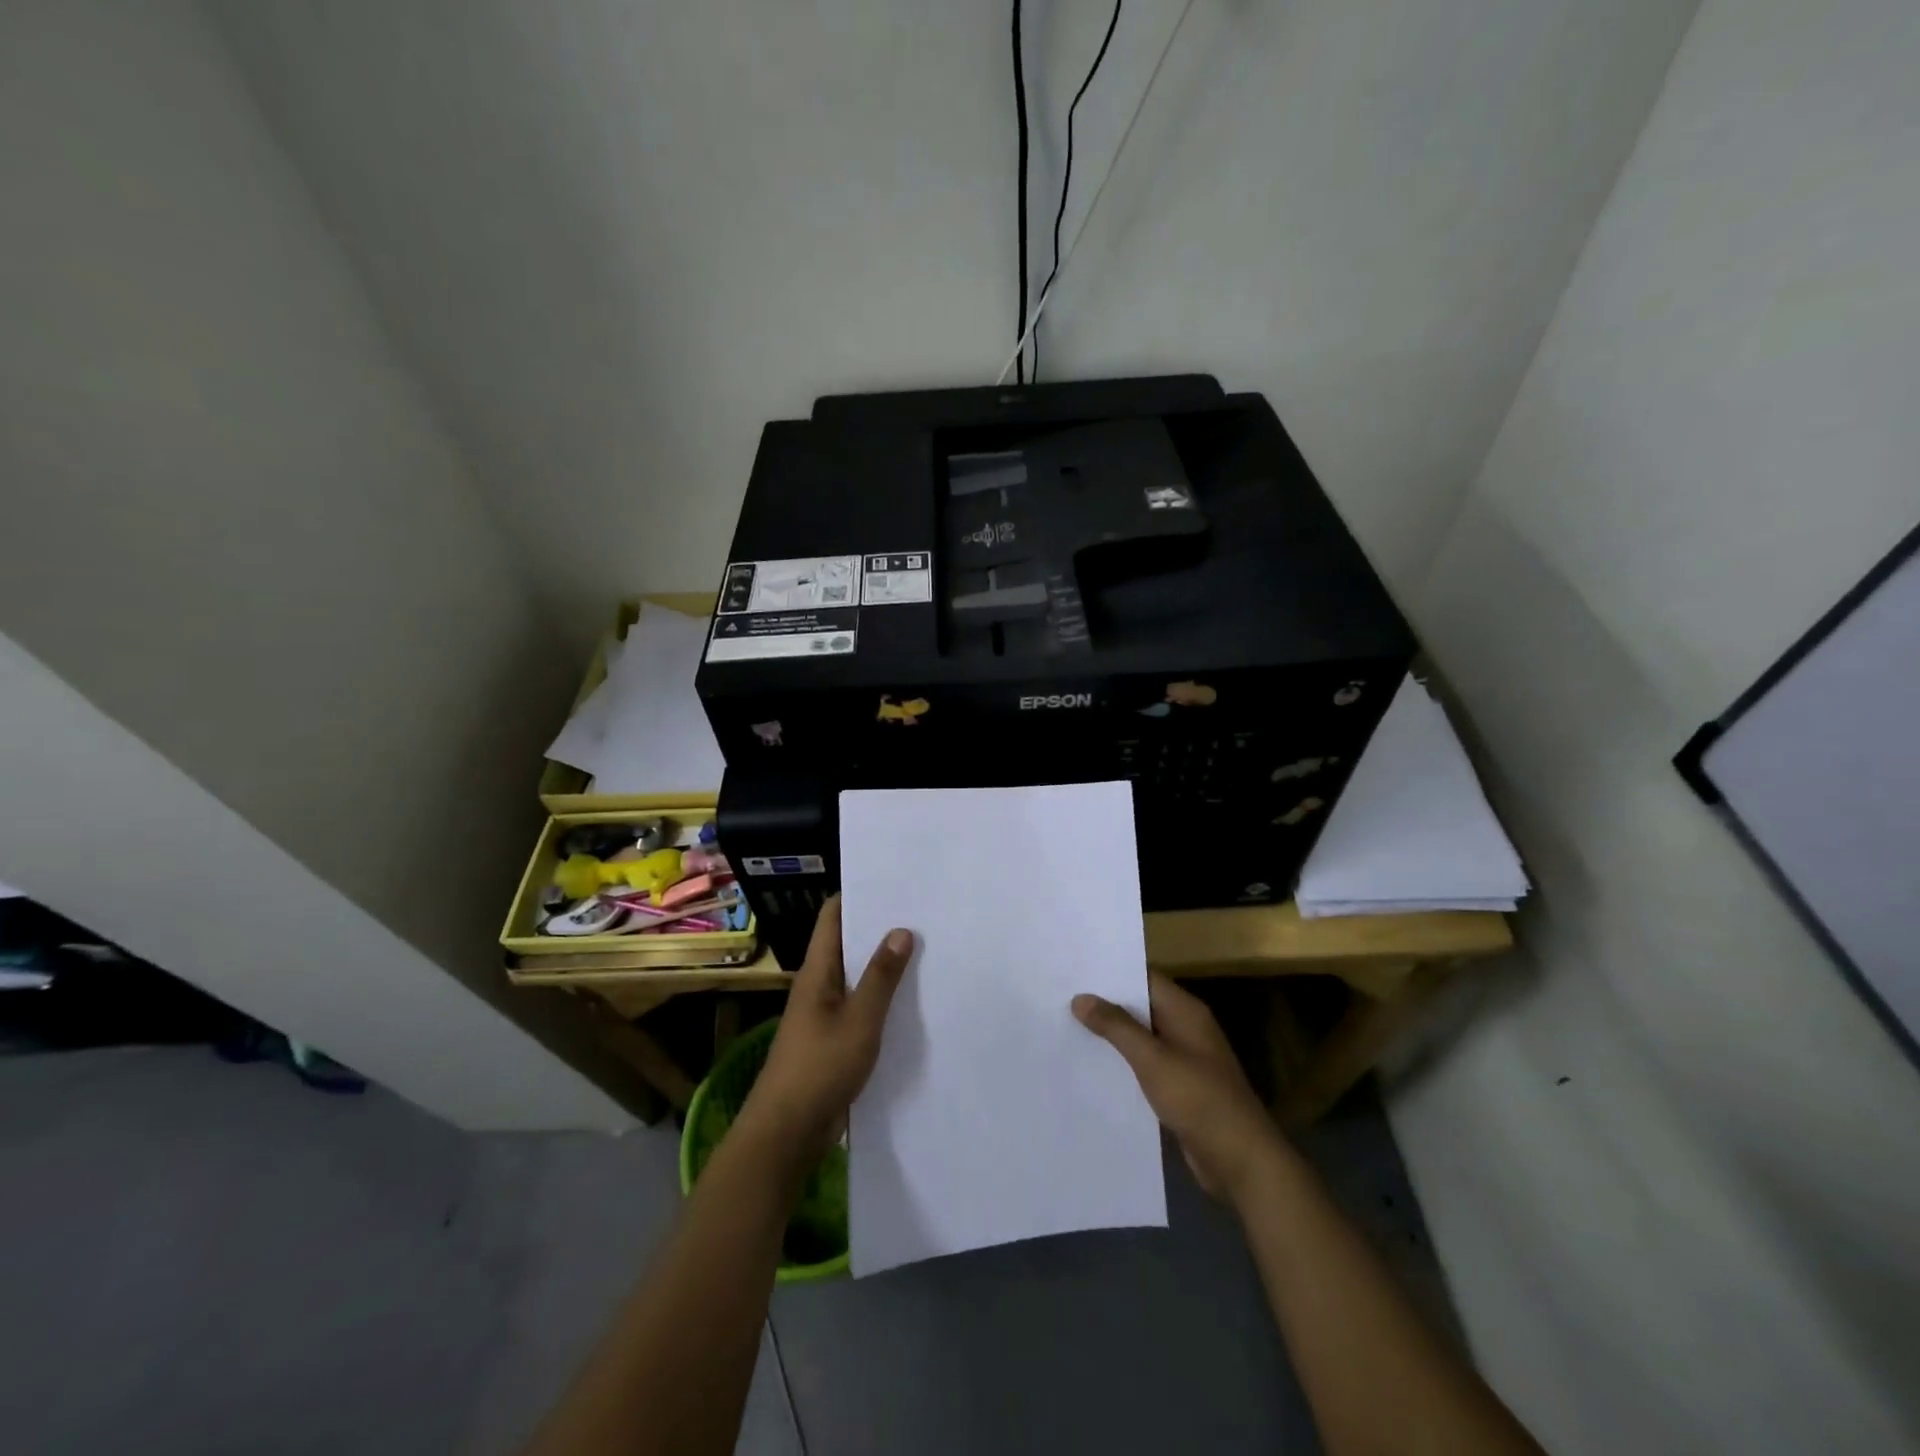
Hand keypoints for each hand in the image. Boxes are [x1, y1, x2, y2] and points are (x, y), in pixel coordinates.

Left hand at [738, 896, 913, 1163]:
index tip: (892, 882)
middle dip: (879, 929)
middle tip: (922, 913)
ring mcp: (825, 1014)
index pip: (832, 917)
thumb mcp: (859, 1019)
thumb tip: (901, 929)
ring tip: (926, 949)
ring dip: (884, 965)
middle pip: (848, 945)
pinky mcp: (835, 1041)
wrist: (788, 1132)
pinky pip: (861, 1008)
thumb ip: (881, 976)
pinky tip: (912, 1001)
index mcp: (817, 971)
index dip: (857, 895)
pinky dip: (883, 999)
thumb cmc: (820, 1067)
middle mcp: (819, 986)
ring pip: (857, 978)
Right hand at [1072, 973, 1284, 1201]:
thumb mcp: (1153, 1059)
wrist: (1241, 1161)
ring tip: (1067, 1028)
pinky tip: (1092, 1067)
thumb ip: (1116, 1027)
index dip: (1112, 973)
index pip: (1145, 978)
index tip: (1076, 970)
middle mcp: (1186, 1029)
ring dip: (1112, 1036)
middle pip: (1141, 1006)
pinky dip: (1123, 1064)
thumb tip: (1081, 998)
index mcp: (1186, 1012)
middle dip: (1106, 1004)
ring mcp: (1184, 1060)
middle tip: (1062, 997)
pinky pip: (1145, 1066)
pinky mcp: (1180, 1088)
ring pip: (1141, 1038)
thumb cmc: (1199, 1099)